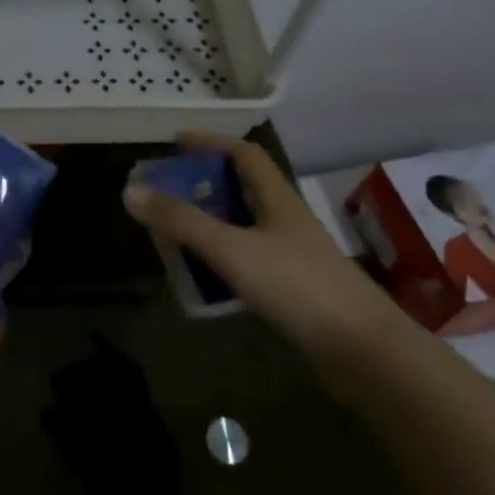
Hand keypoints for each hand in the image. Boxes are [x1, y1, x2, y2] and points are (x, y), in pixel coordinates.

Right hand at [122, 132, 400, 367]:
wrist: (364, 352)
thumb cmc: (298, 287)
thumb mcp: (231, 249)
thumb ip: (181, 221)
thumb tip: (130, 190)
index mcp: (277, 199)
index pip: (244, 154)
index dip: (211, 142)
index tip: (177, 143)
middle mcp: (285, 221)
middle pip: (241, 190)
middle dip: (202, 186)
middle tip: (166, 193)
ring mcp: (292, 257)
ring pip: (243, 228)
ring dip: (210, 225)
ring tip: (175, 235)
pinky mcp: (294, 290)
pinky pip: (248, 262)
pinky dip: (222, 262)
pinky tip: (205, 279)